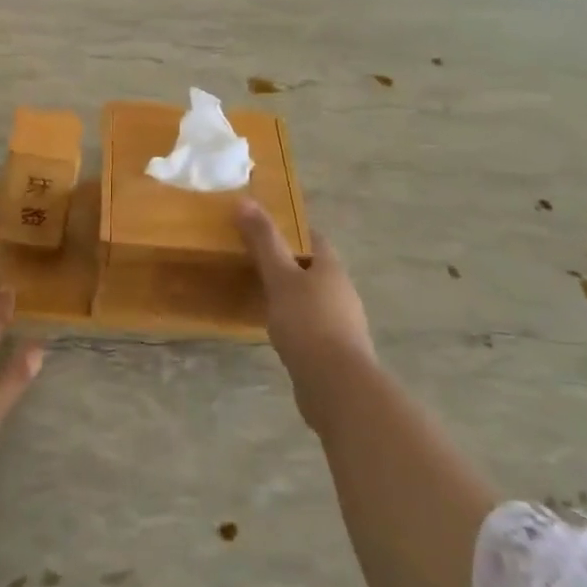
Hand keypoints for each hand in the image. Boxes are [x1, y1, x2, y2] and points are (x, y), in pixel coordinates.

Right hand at [236, 198, 377, 434]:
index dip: (290, 229)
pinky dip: (292, 320)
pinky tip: (272, 327)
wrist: (336, 385)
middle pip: (313, 267)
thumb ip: (264, 242)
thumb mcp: (280, 277)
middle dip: (287, 261)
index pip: (312, 238)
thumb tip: (245, 201)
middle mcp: (341, 291)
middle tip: (251, 258)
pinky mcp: (333, 349)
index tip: (262, 226)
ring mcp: (340, 322)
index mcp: (331, 268)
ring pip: (311, 297)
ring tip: (257, 291)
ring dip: (289, 292)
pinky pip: (309, 324)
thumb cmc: (308, 322)